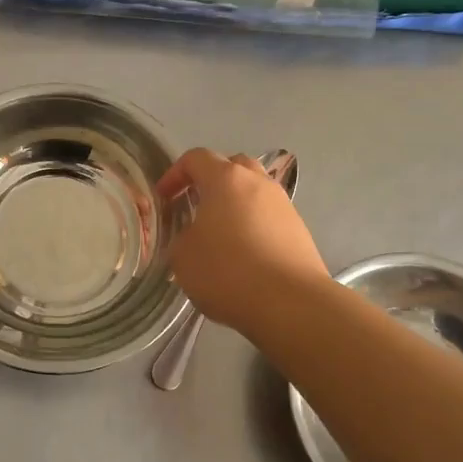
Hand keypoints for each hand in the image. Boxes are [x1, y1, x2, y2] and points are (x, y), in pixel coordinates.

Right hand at [159, 148, 327, 334]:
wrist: (290, 303)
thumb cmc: (228, 272)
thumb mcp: (183, 257)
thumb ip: (181, 238)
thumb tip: (193, 237)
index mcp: (226, 179)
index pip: (196, 158)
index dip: (174, 174)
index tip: (163, 198)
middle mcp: (258, 183)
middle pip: (232, 166)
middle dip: (210, 181)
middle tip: (194, 205)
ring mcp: (283, 205)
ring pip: (254, 191)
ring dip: (234, 204)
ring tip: (219, 233)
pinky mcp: (299, 230)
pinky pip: (269, 216)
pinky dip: (252, 225)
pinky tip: (243, 254)